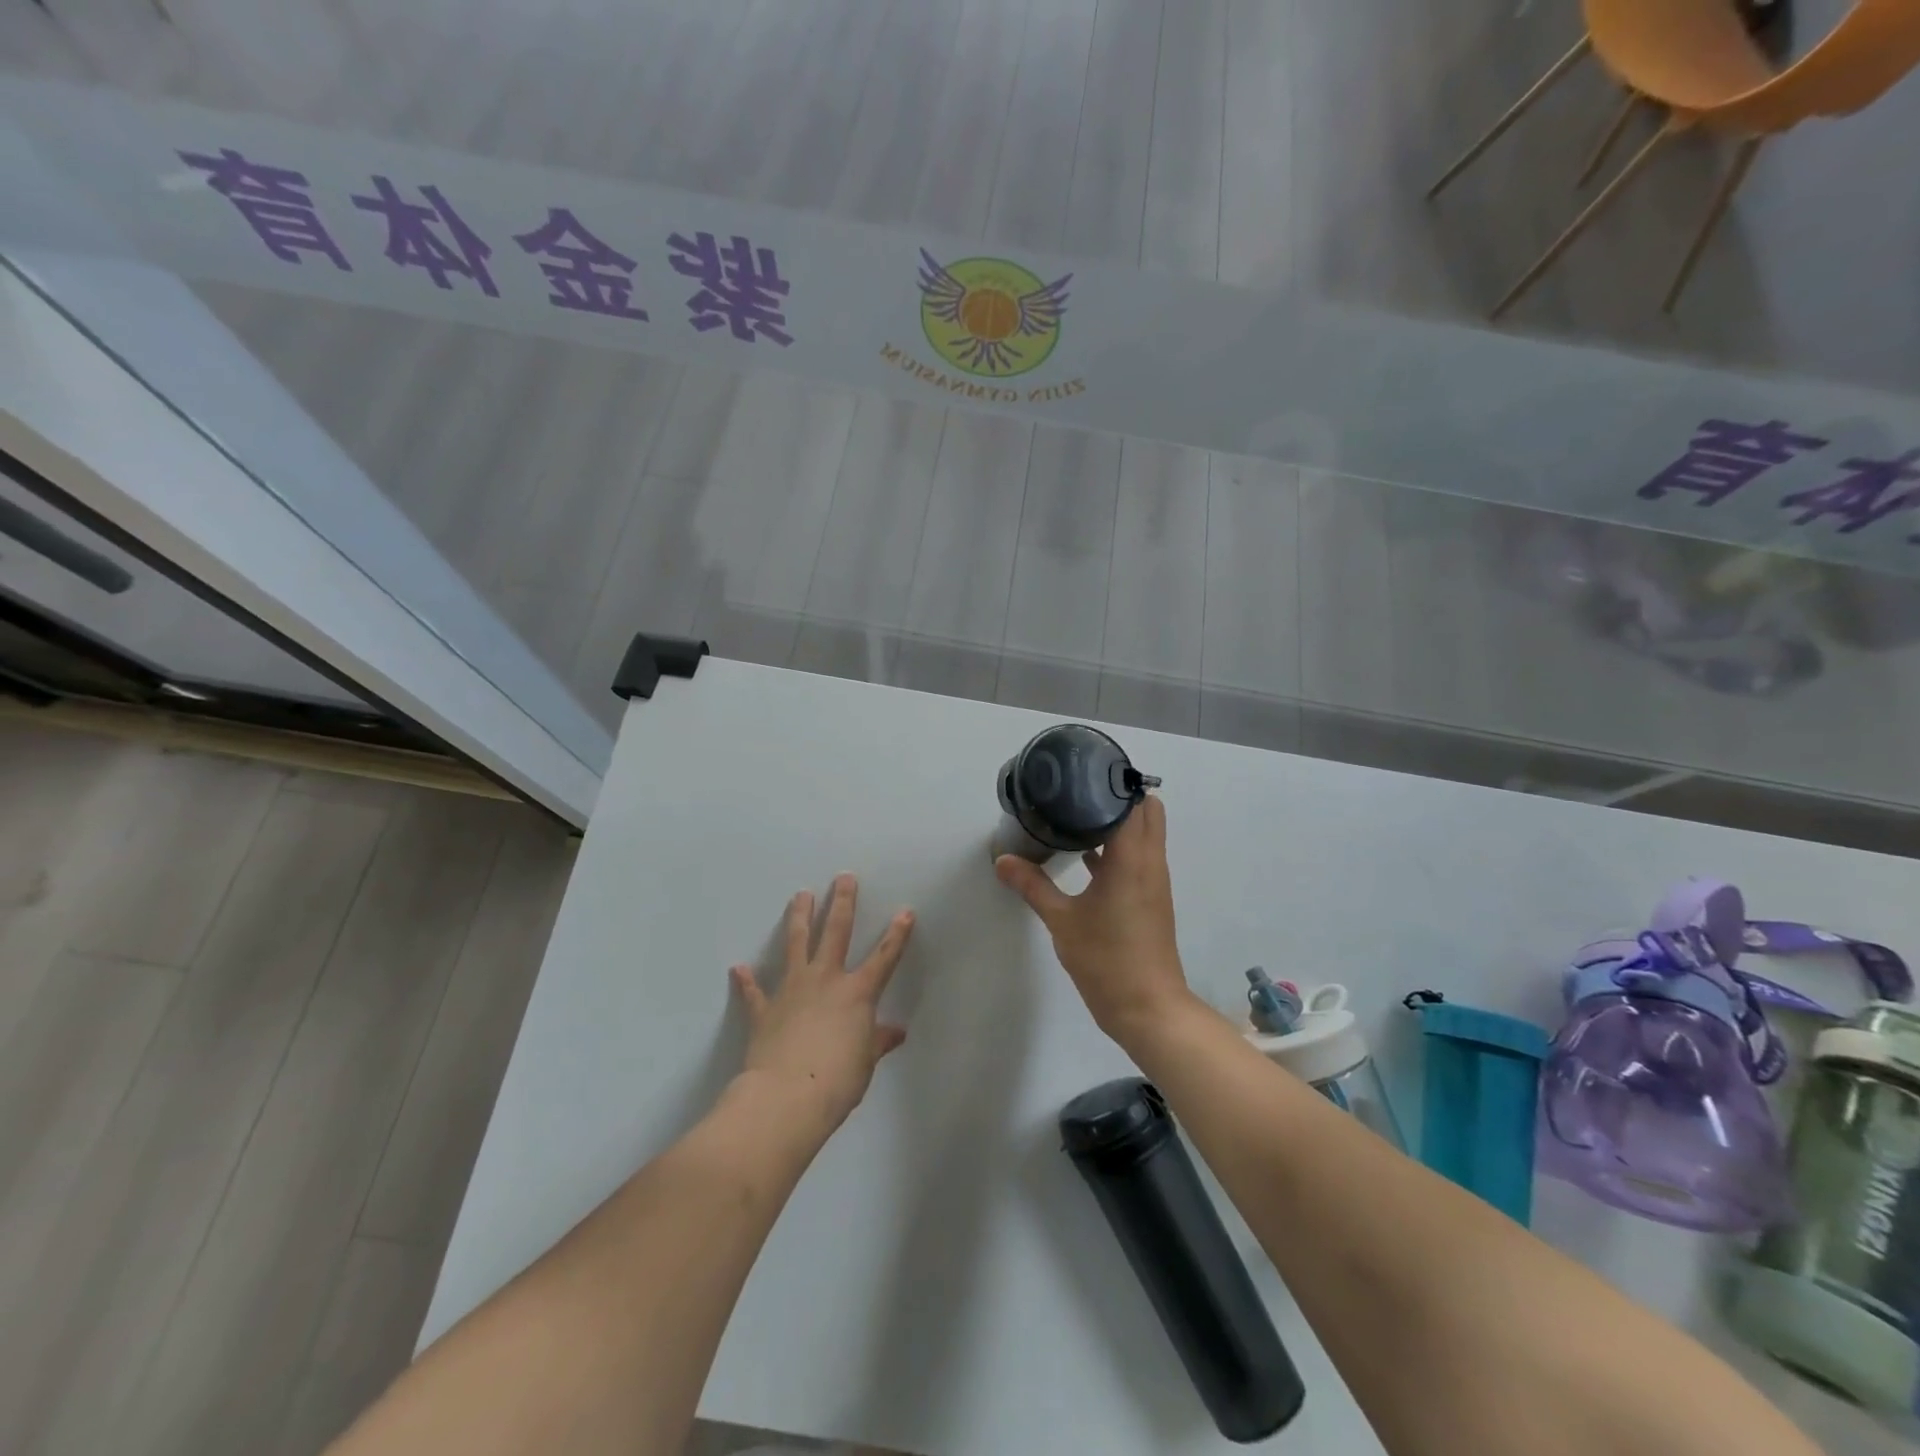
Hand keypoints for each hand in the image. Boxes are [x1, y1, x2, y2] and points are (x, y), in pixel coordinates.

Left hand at [730, 875, 913, 1135]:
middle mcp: (826, 980)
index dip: (897, 934)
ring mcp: (792, 990)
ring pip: (796, 944)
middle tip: (843, 878)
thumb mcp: (866, 1062)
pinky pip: (755, 992)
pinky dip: (747, 981)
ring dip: (799, 918)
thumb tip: (896, 1032)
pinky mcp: (764, 1009)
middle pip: (835, 932)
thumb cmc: (838, 1081)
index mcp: (857, 993)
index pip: (884, 957)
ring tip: (800, 895)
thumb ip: (878, 1041)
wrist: (787, 1097)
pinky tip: (739, 968)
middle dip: (842, 902)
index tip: (905, 912)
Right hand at [994, 795, 1194, 1048]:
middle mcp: (1150, 862)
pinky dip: (1119, 848)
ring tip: (1079, 813)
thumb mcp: (1062, 921)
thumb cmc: (1107, 959)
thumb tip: (1002, 860)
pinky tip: (1086, 855)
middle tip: (1081, 790)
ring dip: (1121, 821)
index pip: (1136, 802)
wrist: (1147, 1008)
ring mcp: (1154, 881)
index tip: (1086, 771)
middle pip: (1148, 811)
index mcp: (1132, 858)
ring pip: (1145, 835)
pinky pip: (1139, 857)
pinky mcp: (1150, 898)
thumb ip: (1032, 886)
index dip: (1116, 783)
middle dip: (1120, 796)